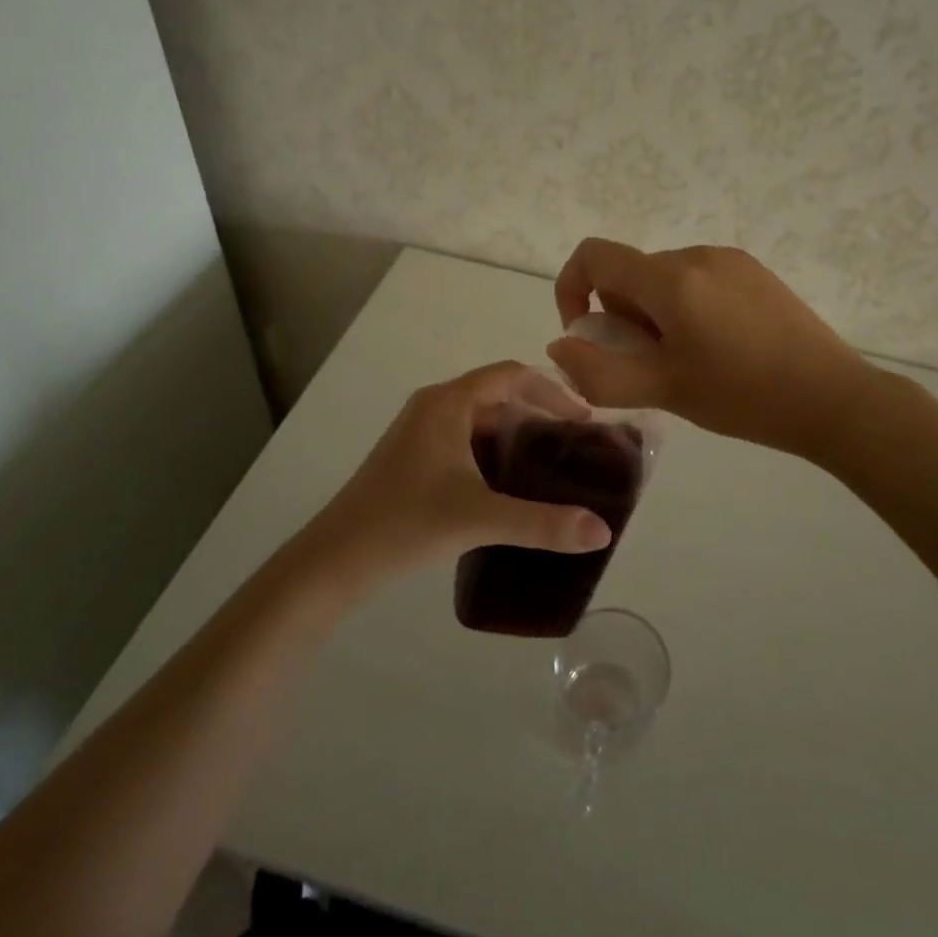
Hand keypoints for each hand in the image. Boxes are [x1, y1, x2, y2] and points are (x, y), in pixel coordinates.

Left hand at [292, 361, 612, 593]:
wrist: (335, 560)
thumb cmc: (406, 524)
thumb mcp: (480, 519)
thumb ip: (544, 524)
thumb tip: (603, 531)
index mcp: (448, 403)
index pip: (511, 375)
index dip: (551, 391)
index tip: (583, 419)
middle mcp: (433, 407)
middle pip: (497, 395)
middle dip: (537, 415)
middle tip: (574, 446)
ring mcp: (418, 432)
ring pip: (479, 420)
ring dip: (514, 436)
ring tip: (550, 466)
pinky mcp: (411, 458)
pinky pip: (463, 441)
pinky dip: (492, 453)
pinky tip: (509, 486)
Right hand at [547, 239, 873, 459]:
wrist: (832, 398)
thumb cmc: (742, 396)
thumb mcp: (663, 391)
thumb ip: (599, 372)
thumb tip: (560, 346)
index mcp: (670, 279)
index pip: (594, 256)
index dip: (572, 290)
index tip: (589, 337)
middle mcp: (696, 255)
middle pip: (630, 274)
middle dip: (622, 317)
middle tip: (650, 367)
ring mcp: (730, 259)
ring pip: (664, 280)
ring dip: (655, 316)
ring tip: (688, 363)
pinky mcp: (755, 272)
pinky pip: (698, 281)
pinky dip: (686, 309)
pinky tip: (719, 350)